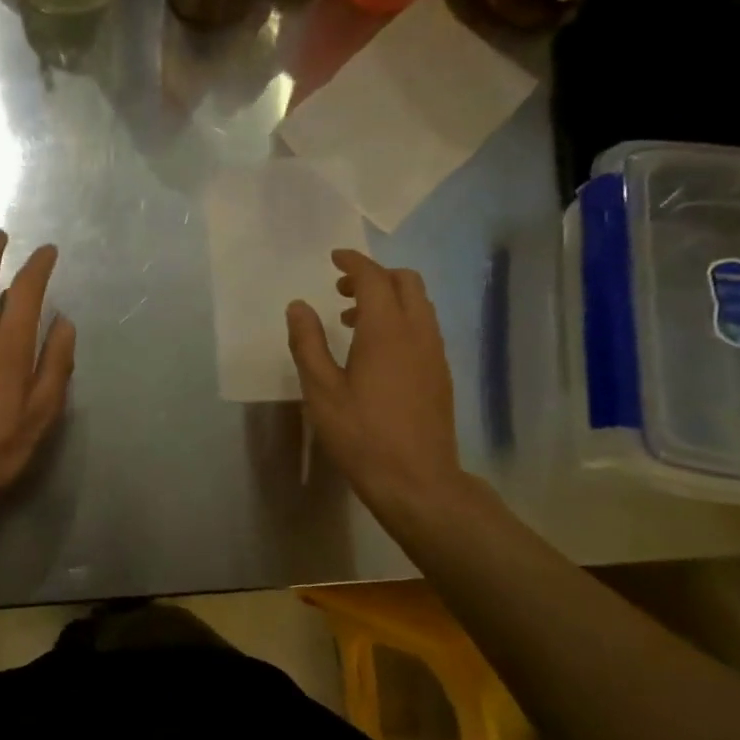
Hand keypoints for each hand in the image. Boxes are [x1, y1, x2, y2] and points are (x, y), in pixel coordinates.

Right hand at [286, 250, 462, 517]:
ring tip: (354, 321)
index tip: (333, 259)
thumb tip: (298, 305)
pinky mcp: (441, 374)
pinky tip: (377, 352)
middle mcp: (417, 332)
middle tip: (342, 291)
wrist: (417, 480)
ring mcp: (434, 353)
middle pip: (406, 282)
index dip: (353, 262)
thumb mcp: (321, 390)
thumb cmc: (361, 434)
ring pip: (419, 304)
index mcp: (386, 331)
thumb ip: (307, 342)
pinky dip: (402, 320)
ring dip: (389, 298)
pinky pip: (424, 327)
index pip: (373, 278)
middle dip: (375, 276)